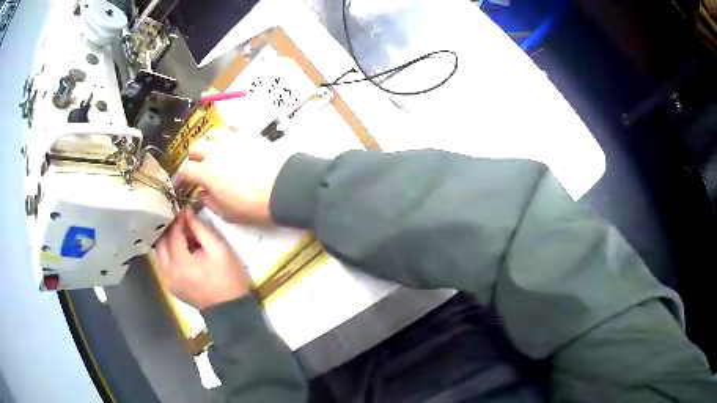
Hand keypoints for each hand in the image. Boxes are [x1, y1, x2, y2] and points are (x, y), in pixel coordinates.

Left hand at [155, 209, 251, 309]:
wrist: (230, 308)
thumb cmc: (228, 278)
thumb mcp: (218, 249)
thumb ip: (200, 229)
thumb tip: (187, 212)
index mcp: (181, 263)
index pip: (173, 234)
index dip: (178, 220)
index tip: (185, 209)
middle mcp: (168, 272)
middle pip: (161, 242)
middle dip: (170, 229)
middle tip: (182, 221)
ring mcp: (167, 281)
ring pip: (159, 253)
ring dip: (167, 241)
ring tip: (181, 235)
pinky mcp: (170, 286)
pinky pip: (163, 264)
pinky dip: (168, 254)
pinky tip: (181, 251)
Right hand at [176, 128, 289, 225]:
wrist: (284, 187)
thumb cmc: (253, 206)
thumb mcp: (227, 214)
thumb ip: (209, 202)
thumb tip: (202, 193)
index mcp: (205, 172)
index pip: (185, 171)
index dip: (182, 178)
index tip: (183, 184)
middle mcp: (214, 152)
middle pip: (195, 148)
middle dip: (194, 158)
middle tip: (200, 168)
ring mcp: (231, 139)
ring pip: (212, 134)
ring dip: (210, 144)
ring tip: (216, 153)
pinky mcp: (248, 133)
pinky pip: (233, 126)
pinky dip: (230, 132)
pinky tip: (233, 140)